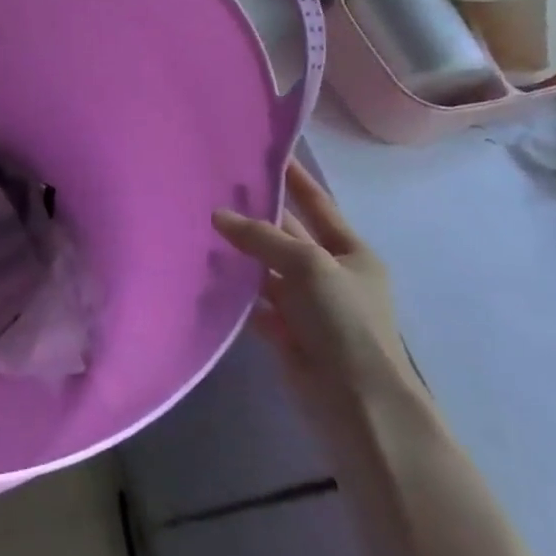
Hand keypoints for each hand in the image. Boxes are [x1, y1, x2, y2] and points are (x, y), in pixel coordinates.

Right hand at [212, 160, 408, 428]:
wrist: (356, 401)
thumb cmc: (345, 321)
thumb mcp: (309, 265)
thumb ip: (262, 237)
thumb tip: (217, 215)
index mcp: (350, 253)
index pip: (318, 205)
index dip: (295, 179)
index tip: (269, 153)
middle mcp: (329, 274)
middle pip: (287, 235)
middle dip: (256, 214)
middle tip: (215, 186)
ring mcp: (306, 304)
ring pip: (266, 268)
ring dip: (240, 253)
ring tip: (199, 224)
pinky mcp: (284, 331)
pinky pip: (253, 302)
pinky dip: (234, 291)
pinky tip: (205, 275)